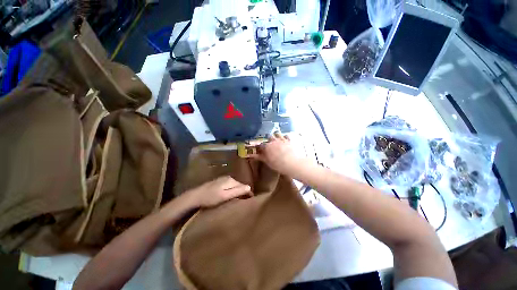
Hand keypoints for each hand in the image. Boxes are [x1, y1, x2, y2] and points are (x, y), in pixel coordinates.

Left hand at [184, 176, 250, 207]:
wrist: (195, 196)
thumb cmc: (210, 198)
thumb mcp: (225, 196)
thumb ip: (237, 191)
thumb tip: (249, 187)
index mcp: (231, 180)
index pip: (244, 186)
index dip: (247, 193)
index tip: (250, 201)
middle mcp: (229, 177)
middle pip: (239, 185)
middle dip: (242, 192)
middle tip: (244, 202)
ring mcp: (223, 179)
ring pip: (234, 186)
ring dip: (237, 192)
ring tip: (238, 200)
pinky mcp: (219, 182)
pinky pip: (229, 186)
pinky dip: (231, 191)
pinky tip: (230, 196)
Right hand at [250, 132, 304, 174]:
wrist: (293, 163)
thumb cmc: (279, 165)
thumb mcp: (268, 162)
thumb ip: (259, 157)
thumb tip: (251, 155)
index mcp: (267, 146)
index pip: (261, 144)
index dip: (260, 146)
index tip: (260, 148)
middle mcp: (273, 141)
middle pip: (269, 136)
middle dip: (268, 138)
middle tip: (268, 143)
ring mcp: (282, 139)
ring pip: (277, 133)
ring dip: (275, 135)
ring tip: (276, 139)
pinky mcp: (289, 140)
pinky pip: (286, 135)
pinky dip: (285, 136)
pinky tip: (285, 139)